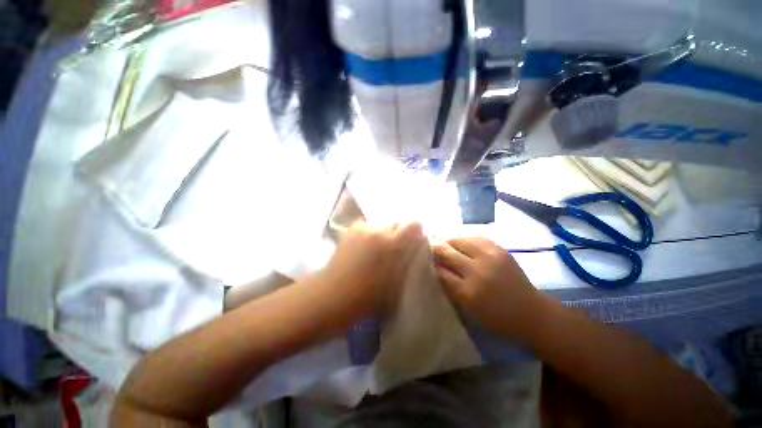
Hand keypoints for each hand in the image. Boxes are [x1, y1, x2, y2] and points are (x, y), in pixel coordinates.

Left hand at [320, 221, 427, 320]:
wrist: (334, 294)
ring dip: (382, 233)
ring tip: (376, 248)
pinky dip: (369, 233)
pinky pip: (367, 226)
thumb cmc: (368, 297)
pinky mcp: (351, 230)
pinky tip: (363, 247)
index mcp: (394, 245)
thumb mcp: (397, 285)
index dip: (415, 232)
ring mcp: (363, 228)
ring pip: (381, 224)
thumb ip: (408, 263)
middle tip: (393, 248)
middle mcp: (380, 231)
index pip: (414, 224)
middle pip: (396, 223)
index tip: (413, 241)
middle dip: (398, 233)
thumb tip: (414, 249)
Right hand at [432, 237, 551, 340]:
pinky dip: (463, 237)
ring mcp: (489, 257)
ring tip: (439, 238)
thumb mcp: (469, 309)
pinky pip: (475, 237)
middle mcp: (477, 271)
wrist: (532, 312)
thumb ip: (450, 288)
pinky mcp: (499, 249)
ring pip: (459, 240)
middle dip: (434, 247)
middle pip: (447, 252)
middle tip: (426, 243)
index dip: (429, 262)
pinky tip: (458, 238)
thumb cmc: (498, 317)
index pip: (440, 271)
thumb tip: (435, 269)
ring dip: (447, 239)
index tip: (421, 257)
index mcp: (469, 291)